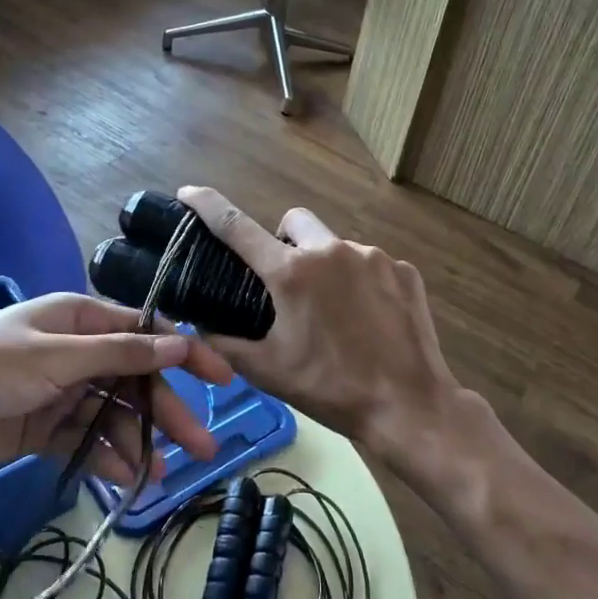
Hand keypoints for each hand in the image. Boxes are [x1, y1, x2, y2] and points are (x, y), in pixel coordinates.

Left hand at [0, 294, 229, 489]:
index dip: (187, 353)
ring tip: (164, 475)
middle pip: (136, 380)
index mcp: (82, 321)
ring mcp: (62, 393)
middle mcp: (78, 353)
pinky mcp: (44, 429)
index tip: (224, 378)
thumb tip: (182, 340)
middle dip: (168, 411)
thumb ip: (120, 353)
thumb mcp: (56, 356)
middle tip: (204, 447)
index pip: (148, 334)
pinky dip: (108, 460)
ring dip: (140, 443)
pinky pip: (88, 443)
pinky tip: (130, 482)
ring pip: (115, 417)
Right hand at [177, 187, 473, 472]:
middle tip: (285, 284)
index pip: (237, 226)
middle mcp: (331, 250)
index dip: (208, 205)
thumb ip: (225, 343)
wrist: (409, 405)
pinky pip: (370, 265)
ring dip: (324, 267)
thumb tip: (201, 325)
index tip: (188, 192)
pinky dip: (360, 283)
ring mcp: (374, 256)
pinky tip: (368, 320)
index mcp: (292, 273)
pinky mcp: (404, 270)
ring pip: (335, 246)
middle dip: (282, 240)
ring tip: (334, 313)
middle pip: (294, 222)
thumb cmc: (330, 388)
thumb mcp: (267, 371)